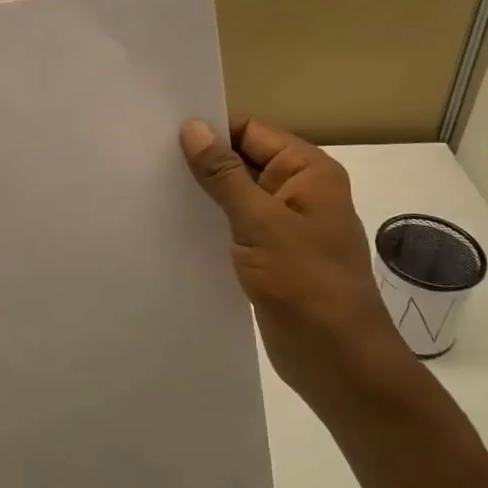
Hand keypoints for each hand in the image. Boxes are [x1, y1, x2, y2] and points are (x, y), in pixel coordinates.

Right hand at [181, 119, 411, 414]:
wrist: (338, 360)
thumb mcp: (259, 222)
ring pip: (237, 197)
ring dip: (205, 197)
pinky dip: (213, 225)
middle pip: (244, 161)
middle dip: (204, 164)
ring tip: (155, 192)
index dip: (212, 132)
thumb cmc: (305, 283)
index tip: (164, 137)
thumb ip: (224, 174)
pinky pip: (238, 227)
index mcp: (308, 171)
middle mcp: (300, 191)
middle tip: (149, 162)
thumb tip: (193, 127)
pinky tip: (177, 228)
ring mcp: (286, 225)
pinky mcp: (273, 256)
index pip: (252, 132)